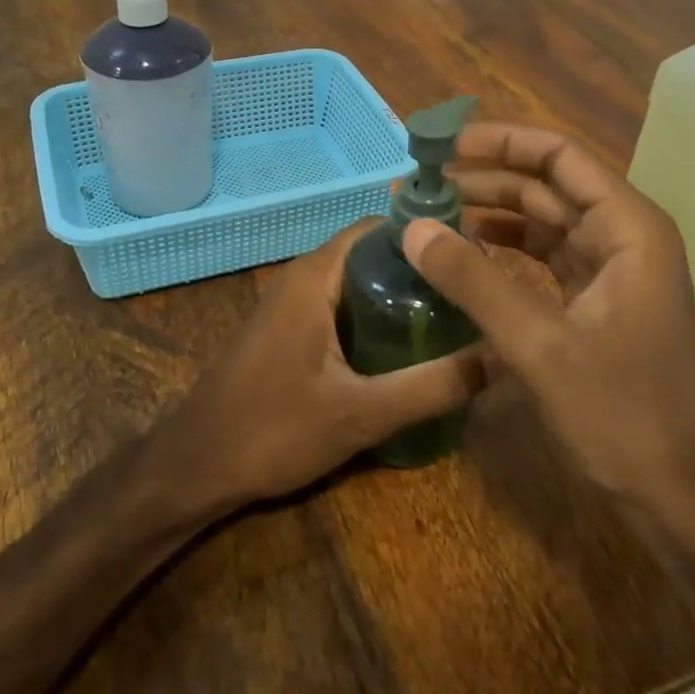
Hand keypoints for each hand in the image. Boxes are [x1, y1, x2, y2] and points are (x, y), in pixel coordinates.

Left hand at [156, 222, 485, 514]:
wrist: (195, 466)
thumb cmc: (272, 430)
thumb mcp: (361, 413)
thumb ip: (431, 386)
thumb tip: (500, 356)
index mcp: (315, 276)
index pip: (380, 228)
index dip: (427, 238)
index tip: (472, 260)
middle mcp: (301, 277)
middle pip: (371, 254)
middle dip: (419, 271)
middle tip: (470, 298)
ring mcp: (290, 304)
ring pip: (355, 283)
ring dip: (397, 296)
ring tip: (449, 322)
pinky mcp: (286, 331)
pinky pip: (338, 306)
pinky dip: (373, 317)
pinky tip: (402, 350)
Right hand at [401, 122, 694, 504]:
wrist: (678, 499)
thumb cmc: (620, 415)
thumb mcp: (538, 345)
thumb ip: (473, 281)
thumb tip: (411, 226)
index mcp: (628, 228)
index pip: (558, 157)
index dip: (499, 142)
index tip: (440, 145)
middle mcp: (623, 236)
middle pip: (546, 185)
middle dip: (483, 179)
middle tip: (420, 183)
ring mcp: (611, 270)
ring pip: (542, 220)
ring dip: (488, 213)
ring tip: (430, 213)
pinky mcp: (595, 302)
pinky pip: (543, 257)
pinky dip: (503, 250)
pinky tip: (463, 254)